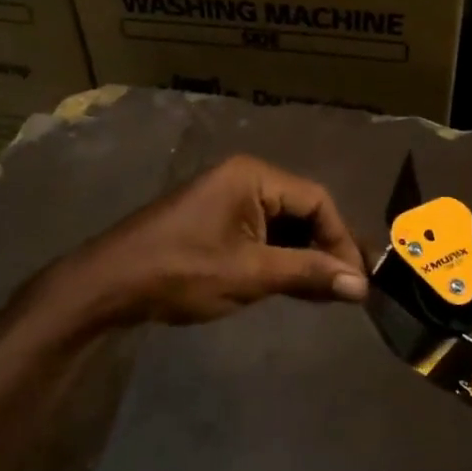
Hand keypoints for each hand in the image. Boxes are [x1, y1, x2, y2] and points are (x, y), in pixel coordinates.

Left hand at [60, 155, 367, 326]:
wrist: (110, 284)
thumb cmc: (182, 271)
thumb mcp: (250, 273)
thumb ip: (308, 274)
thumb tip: (361, 287)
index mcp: (253, 176)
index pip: (317, 200)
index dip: (341, 240)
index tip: (357, 281)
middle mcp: (244, 178)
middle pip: (302, 209)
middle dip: (324, 249)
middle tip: (346, 290)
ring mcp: (227, 199)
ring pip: (283, 225)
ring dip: (304, 257)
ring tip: (325, 294)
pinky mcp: (216, 221)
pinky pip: (261, 234)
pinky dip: (280, 259)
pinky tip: (294, 287)